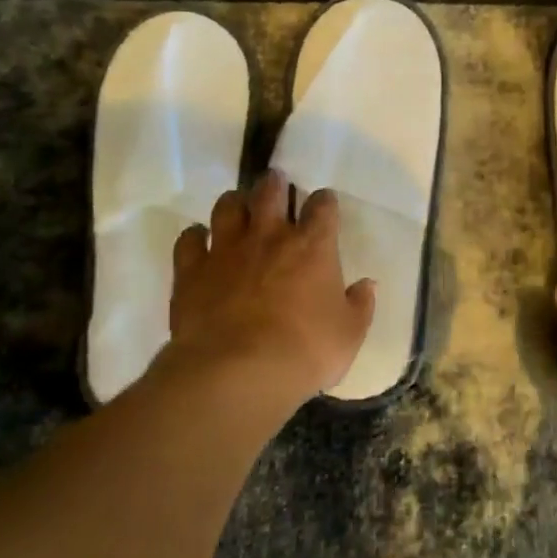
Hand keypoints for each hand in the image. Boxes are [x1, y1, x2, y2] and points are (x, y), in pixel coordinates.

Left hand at [160, 171, 375, 414]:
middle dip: (275, 184)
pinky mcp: (192, 270)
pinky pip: (189, 239)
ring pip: (227, 206)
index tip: (324, 204)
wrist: (239, 373)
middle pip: (270, 192)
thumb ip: (360, 306)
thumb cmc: (305, 352)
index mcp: (312, 247)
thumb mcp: (349, 335)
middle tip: (276, 184)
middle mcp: (269, 237)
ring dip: (235, 202)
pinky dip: (195, 236)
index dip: (324, 201)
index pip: (322, 207)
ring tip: (239, 206)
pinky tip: (199, 240)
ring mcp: (226, 250)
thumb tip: (367, 285)